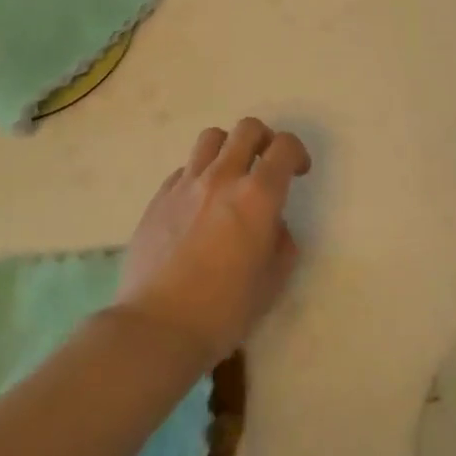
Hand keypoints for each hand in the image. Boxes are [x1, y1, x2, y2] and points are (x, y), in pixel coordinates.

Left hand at [114, 118, 310, 368]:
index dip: (296, 152)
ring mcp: (186, 184)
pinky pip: (184, 168)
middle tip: (266, 165)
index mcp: (257, 196)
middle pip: (247, 129)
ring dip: (228, 148)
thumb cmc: (223, 310)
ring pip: (211, 138)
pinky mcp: (159, 197)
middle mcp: (222, 177)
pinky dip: (198, 175)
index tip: (298, 172)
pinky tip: (198, 205)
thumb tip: (274, 225)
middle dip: (264, 139)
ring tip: (230, 175)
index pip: (283, 146)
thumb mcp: (272, 283)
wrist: (157, 326)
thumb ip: (282, 244)